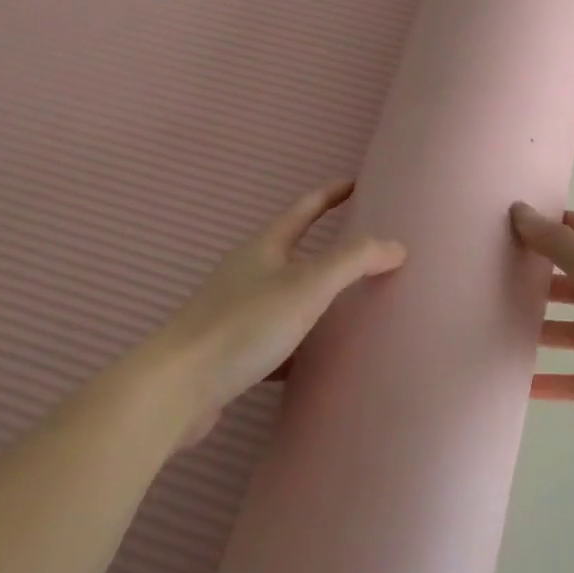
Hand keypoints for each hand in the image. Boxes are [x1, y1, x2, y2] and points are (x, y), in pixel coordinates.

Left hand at [140, 180, 404, 447]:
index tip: (355, 184)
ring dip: (315, 298)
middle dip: (326, 248)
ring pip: (286, 298)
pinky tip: (316, 362)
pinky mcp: (231, 352)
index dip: (331, 194)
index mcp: (264, 248)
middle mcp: (247, 274)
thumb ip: (354, 261)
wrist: (177, 388)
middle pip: (293, 252)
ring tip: (349, 307)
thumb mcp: (307, 285)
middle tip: (364, 250)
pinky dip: (299, 344)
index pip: (304, 210)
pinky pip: (276, 339)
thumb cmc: (244, 325)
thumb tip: (396, 245)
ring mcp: (236, 313)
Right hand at [510, 203, 573, 457]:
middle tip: (494, 277)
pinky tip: (517, 383)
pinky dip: (549, 382)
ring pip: (572, 332)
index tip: (513, 223)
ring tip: (496, 327)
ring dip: (540, 330)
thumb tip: (519, 210)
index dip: (554, 226)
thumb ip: (559, 244)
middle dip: (540, 278)